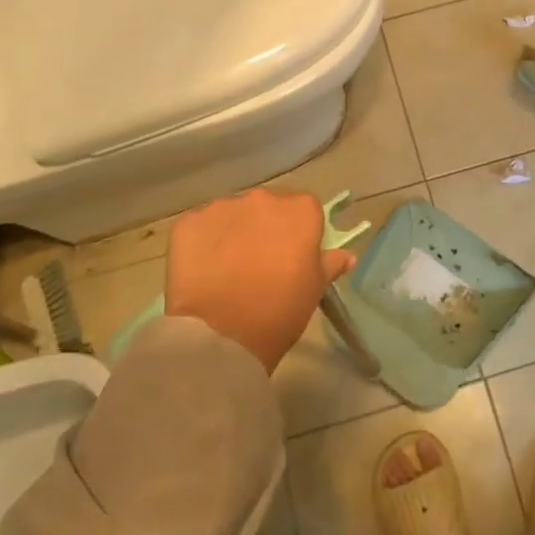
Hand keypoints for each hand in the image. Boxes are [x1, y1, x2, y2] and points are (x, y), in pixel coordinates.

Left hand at [165, 189, 355, 372]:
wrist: (221, 336)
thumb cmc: (279, 312)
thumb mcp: (314, 290)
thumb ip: (330, 264)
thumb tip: (346, 255)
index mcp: (300, 210)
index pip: (305, 209)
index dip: (298, 232)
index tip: (291, 256)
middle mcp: (262, 198)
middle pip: (267, 206)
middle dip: (264, 227)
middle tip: (258, 263)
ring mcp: (222, 206)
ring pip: (232, 214)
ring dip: (232, 232)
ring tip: (226, 268)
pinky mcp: (189, 221)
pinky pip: (200, 226)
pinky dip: (202, 242)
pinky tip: (202, 269)